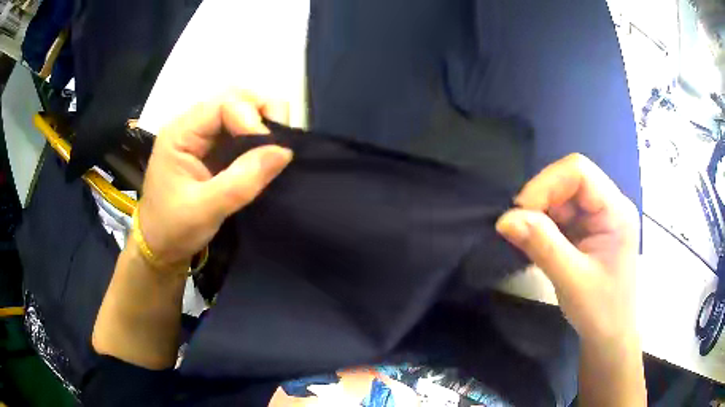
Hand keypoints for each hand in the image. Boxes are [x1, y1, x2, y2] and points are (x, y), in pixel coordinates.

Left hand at [137, 90, 292, 268]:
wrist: (160, 246)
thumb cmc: (173, 229)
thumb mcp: (205, 210)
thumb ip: (242, 181)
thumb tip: (285, 151)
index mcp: (180, 133)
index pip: (223, 104)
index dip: (252, 120)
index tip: (270, 150)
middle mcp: (192, 125)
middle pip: (235, 97)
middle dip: (263, 113)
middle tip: (280, 143)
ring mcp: (203, 135)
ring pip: (241, 110)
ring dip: (264, 124)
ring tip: (275, 150)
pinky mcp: (213, 147)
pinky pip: (241, 130)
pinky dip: (259, 138)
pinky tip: (266, 156)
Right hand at [496, 154, 639, 342]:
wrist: (609, 337)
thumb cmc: (600, 312)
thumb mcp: (572, 280)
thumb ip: (542, 245)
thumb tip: (504, 219)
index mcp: (616, 211)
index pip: (579, 172)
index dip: (547, 184)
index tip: (521, 213)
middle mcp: (609, 205)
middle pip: (569, 181)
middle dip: (541, 200)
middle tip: (519, 229)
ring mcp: (599, 217)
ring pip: (562, 197)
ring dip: (540, 214)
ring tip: (528, 241)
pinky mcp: (588, 230)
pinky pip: (561, 215)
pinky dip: (544, 226)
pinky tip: (537, 244)